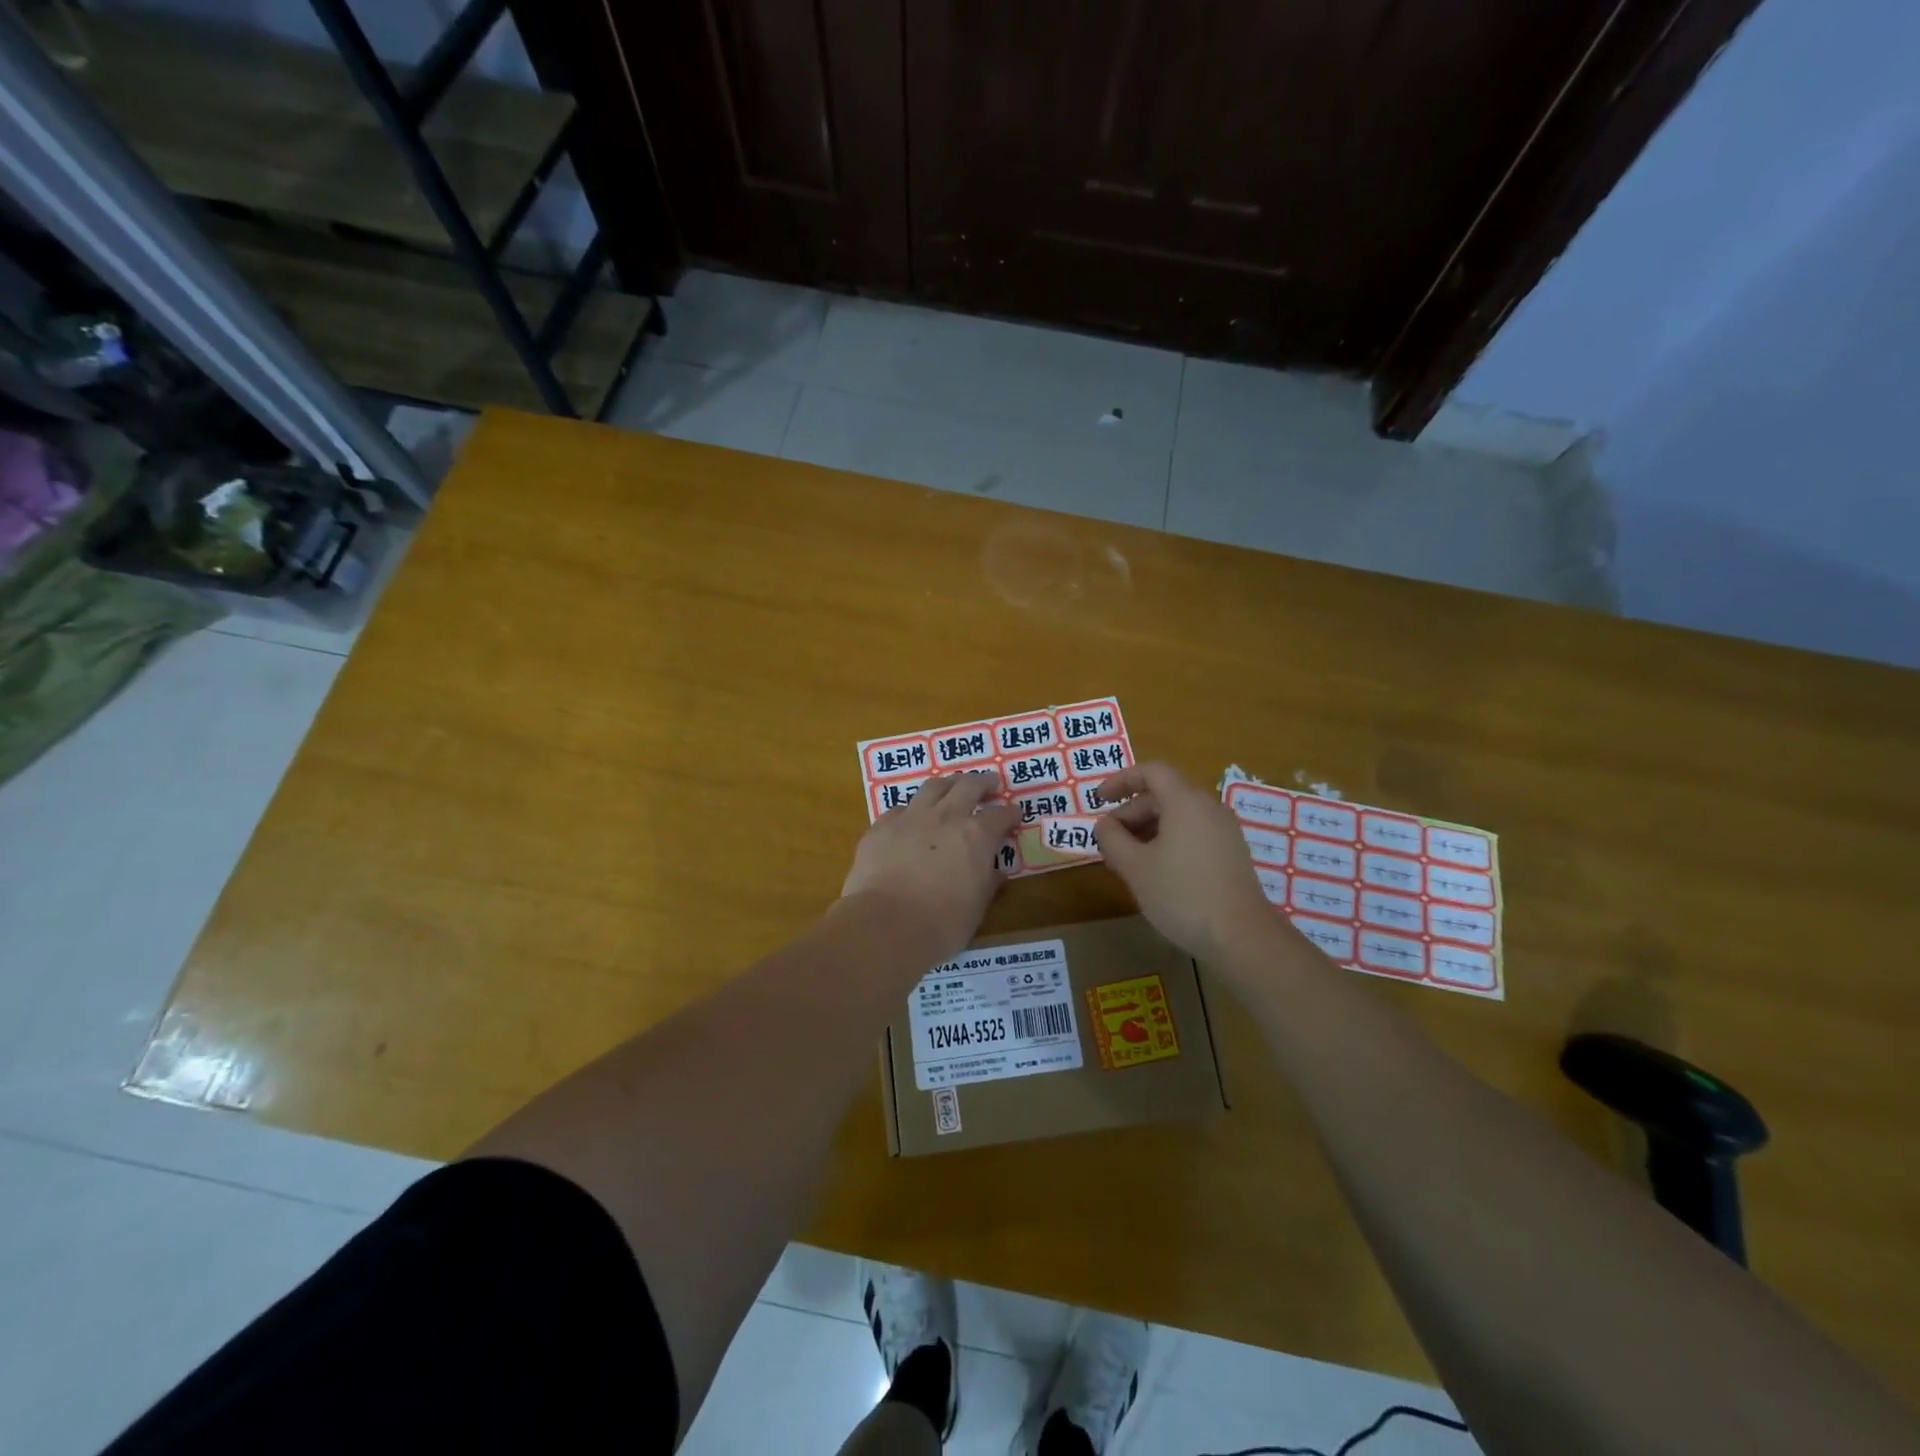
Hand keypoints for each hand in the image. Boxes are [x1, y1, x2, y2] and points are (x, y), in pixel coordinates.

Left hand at [842, 772, 1019, 957]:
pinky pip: (901, 809)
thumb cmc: (941, 923)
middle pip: (968, 785)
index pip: (1000, 815)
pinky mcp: (882, 826)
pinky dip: (912, 810)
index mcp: (976, 836)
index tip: (1015, 814)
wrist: (885, 924)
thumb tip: (996, 872)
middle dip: (982, 782)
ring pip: (933, 787)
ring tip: (952, 787)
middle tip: (989, 783)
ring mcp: (911, 817)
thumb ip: (987, 883)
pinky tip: (911, 819)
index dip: (1010, 814)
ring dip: (947, 784)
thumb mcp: (977, 907)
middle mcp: (946, 816)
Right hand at [1093, 762, 1280, 962]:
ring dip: (1148, 828)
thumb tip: (1104, 824)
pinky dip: (1168, 840)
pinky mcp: (1232, 853)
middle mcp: (1208, 807)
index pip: (1151, 772)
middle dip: (1131, 811)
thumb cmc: (1181, 894)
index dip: (1121, 780)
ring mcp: (1224, 831)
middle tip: (1109, 839)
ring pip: (1178, 815)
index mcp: (1185, 801)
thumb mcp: (1135, 867)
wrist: (1241, 937)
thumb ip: (1112, 839)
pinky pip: (1193, 832)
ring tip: (1127, 858)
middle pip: (1163, 794)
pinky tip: (1156, 871)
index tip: (1099, 800)